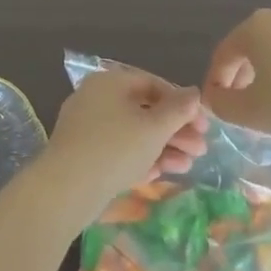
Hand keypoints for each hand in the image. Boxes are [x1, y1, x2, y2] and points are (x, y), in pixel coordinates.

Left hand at [34, 68, 207, 227]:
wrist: (66, 188)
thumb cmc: (115, 148)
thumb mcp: (154, 128)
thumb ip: (178, 110)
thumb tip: (194, 92)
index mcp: (110, 82)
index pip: (153, 84)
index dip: (182, 104)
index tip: (204, 125)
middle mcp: (96, 97)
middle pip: (144, 110)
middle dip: (175, 131)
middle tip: (200, 150)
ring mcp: (87, 126)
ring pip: (132, 133)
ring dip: (162, 148)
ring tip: (186, 167)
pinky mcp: (83, 152)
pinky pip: (117, 149)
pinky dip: (139, 159)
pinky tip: (157, 176)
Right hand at [202, 10, 270, 224]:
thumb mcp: (251, 113)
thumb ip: (222, 104)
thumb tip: (214, 99)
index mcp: (255, 27)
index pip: (223, 54)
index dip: (215, 82)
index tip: (214, 109)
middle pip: (249, 48)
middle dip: (240, 78)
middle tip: (239, 110)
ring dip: (266, 77)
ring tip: (270, 109)